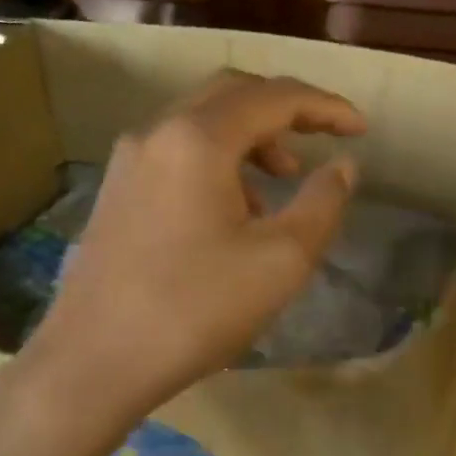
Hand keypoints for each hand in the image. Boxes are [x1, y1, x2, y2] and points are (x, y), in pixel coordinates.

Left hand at [23, 71, 363, 419]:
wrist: (93, 361)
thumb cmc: (195, 310)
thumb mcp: (280, 261)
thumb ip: (322, 204)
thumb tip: (342, 167)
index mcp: (197, 139)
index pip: (274, 96)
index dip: (325, 106)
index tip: (362, 129)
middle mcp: (156, 133)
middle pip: (231, 94)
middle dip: (283, 111)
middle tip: (320, 140)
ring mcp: (127, 161)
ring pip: (199, 124)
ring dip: (248, 140)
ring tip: (279, 187)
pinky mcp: (115, 192)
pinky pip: (175, 154)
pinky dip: (215, 163)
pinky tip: (230, 214)